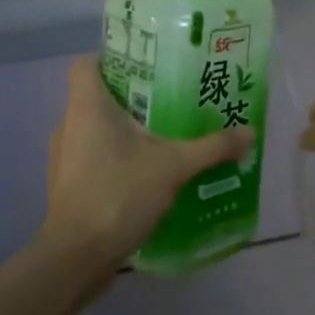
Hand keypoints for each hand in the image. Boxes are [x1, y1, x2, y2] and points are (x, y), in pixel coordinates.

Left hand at [43, 56, 253, 268]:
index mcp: (87, 107)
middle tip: (171, 98)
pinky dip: (117, 156)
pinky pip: (94, 156)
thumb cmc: (119, 194)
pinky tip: (148, 171)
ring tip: (165, 135)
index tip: (147, 65)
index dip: (113, 57)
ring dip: (126, 129)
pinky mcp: (69, 184)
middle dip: (133, 96)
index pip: (87, 63)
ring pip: (95, 128)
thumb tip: (249, 132)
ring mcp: (65, 157)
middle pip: (97, 95)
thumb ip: (212, 147)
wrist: (77, 257)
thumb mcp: (174, 166)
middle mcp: (69, 125)